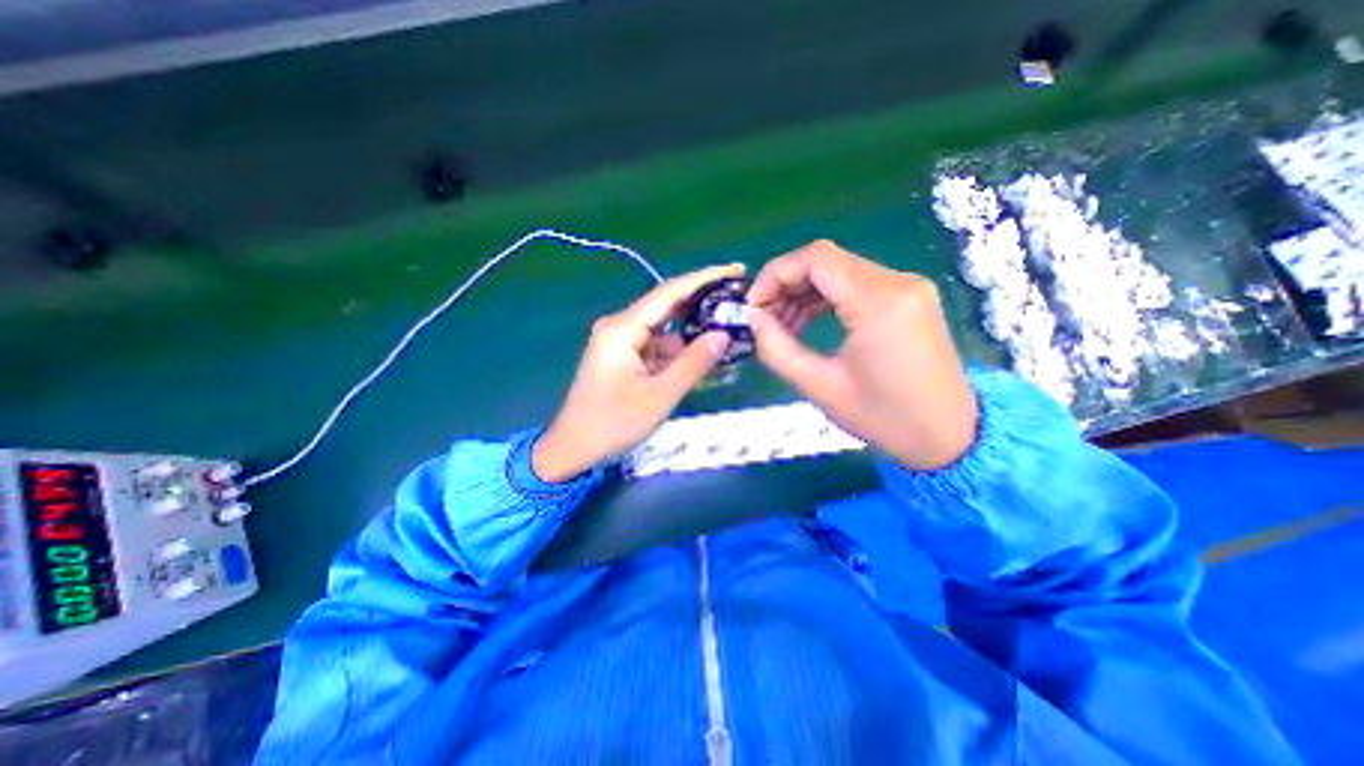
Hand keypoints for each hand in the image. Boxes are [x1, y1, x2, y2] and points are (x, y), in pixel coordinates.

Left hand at [533, 262, 743, 478]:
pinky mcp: (623, 357)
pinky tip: (703, 362)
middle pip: (667, 307)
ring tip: (728, 338)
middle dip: (702, 305)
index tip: (736, 270)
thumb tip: (724, 335)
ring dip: (693, 336)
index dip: (705, 279)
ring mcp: (620, 342)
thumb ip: (693, 363)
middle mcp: (619, 327)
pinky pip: (657, 348)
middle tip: (737, 303)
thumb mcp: (659, 396)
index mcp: (622, 329)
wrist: (574, 450)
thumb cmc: (612, 425)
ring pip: (665, 331)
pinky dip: (679, 354)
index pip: (669, 293)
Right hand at [745, 240, 980, 470]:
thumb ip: (777, 349)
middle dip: (785, 284)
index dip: (775, 274)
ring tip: (781, 326)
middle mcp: (897, 283)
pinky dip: (825, 298)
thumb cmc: (884, 418)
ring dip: (803, 292)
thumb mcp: (820, 387)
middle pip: (826, 261)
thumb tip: (753, 319)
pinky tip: (807, 322)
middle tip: (763, 317)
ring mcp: (906, 287)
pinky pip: (855, 284)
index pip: (816, 259)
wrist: (948, 435)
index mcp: (878, 303)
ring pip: (839, 270)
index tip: (753, 305)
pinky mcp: (908, 298)